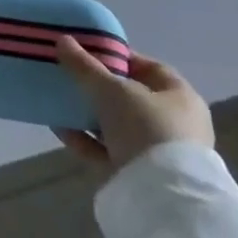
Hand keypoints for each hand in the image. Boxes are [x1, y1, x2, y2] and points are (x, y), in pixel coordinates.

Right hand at [53, 36, 213, 180]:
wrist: (162, 197)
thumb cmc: (146, 128)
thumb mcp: (112, 89)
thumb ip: (85, 66)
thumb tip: (62, 39)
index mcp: (180, 97)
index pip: (148, 67)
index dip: (118, 57)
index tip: (87, 53)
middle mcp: (172, 123)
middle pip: (129, 97)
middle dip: (98, 87)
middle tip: (69, 77)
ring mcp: (156, 152)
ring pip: (116, 125)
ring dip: (87, 114)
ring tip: (57, 101)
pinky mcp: (137, 175)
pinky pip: (106, 150)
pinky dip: (84, 139)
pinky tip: (58, 128)